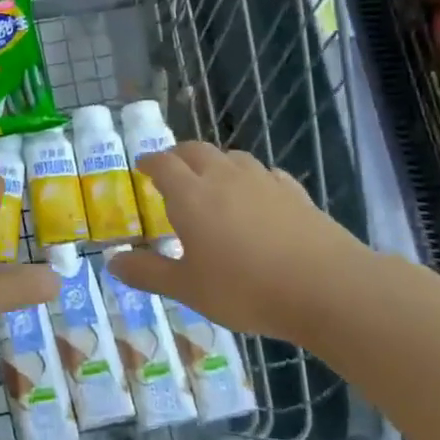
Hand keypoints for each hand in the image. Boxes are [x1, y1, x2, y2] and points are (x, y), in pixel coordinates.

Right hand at [107, 143, 369, 340]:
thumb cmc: (245, 289)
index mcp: (191, 195)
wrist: (327, 288)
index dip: (149, 162)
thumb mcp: (188, 289)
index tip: (141, 166)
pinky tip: (258, 196)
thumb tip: (112, 261)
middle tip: (171, 170)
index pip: (163, 164)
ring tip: (212, 182)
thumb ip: (148, 273)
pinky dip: (252, 178)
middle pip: (195, 150)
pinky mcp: (295, 193)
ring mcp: (263, 181)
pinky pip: (266, 174)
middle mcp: (224, 177)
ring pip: (232, 157)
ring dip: (215, 162)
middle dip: (178, 155)